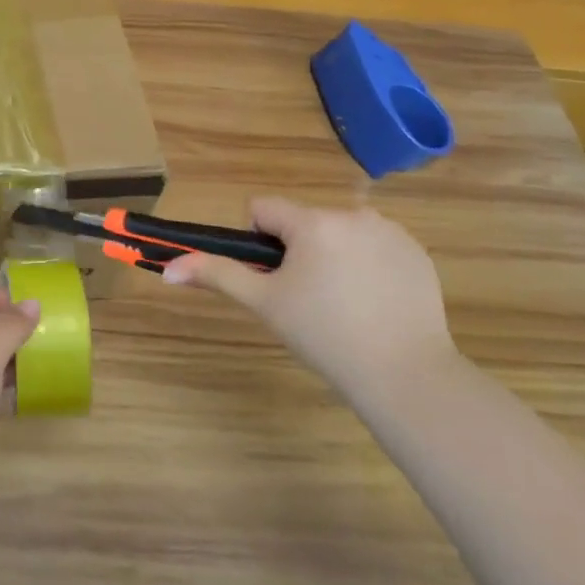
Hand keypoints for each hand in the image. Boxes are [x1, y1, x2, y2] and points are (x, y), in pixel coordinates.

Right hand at [163, 197, 457, 398]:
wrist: (406, 375)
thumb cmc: (324, 336)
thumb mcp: (264, 304)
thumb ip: (216, 275)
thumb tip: (167, 268)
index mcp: (312, 222)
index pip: (264, 209)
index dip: (259, 243)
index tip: (274, 279)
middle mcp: (352, 214)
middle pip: (303, 222)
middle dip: (298, 251)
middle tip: (308, 299)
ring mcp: (391, 232)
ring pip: (339, 233)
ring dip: (332, 255)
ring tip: (344, 304)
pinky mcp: (417, 253)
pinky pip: (375, 246)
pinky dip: (368, 266)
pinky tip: (375, 303)